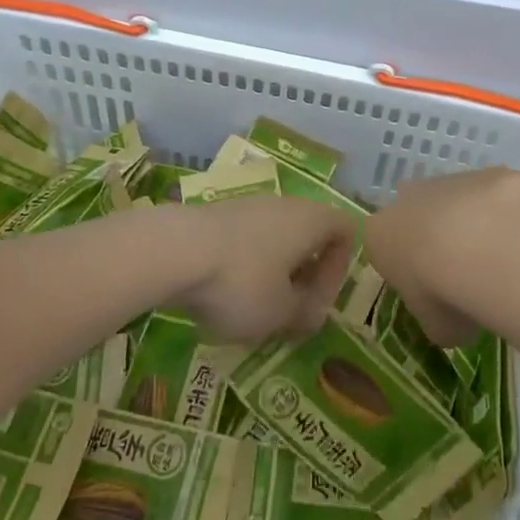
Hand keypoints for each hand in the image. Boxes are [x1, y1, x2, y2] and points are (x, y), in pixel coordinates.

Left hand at [164, 197, 357, 343]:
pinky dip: (243, 264)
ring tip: (252, 308)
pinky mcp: (217, 214)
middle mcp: (286, 204)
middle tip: (288, 310)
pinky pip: (245, 239)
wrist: (174, 249)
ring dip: (272, 272)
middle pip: (309, 235)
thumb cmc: (241, 282)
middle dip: (303, 275)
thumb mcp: (281, 313)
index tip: (317, 301)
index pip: (346, 231)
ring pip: (275, 238)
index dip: (340, 268)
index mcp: (312, 220)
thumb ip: (306, 314)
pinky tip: (221, 293)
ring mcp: (249, 204)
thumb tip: (313, 313)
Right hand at [362, 168, 519, 345]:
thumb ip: (439, 320)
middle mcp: (407, 199)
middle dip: (435, 237)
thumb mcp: (437, 327)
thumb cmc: (443, 293)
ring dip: (471, 224)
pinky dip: (504, 215)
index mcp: (380, 235)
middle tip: (462, 272)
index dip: (406, 270)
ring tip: (500, 260)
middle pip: (416, 215)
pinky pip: (492, 197)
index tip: (428, 292)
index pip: (383, 248)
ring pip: (456, 202)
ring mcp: (448, 180)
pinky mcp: (488, 172)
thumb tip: (454, 321)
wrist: (485, 245)